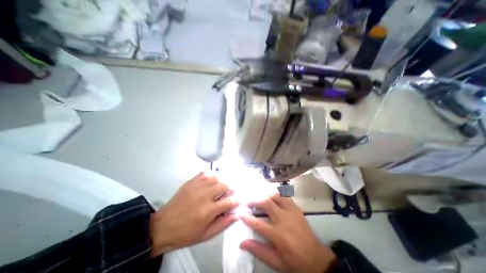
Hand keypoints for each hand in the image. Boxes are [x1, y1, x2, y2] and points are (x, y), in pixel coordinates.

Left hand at [149, 173, 238, 255]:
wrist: (163, 226)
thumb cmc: (186, 234)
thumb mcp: (206, 235)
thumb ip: (223, 224)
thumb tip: (236, 215)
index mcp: (208, 211)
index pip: (229, 201)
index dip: (237, 200)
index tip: (240, 199)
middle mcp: (204, 196)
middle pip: (224, 185)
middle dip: (231, 188)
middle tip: (231, 191)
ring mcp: (197, 187)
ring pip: (216, 178)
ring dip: (223, 181)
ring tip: (223, 185)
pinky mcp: (191, 182)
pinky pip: (205, 173)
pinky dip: (212, 175)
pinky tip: (213, 180)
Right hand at [240, 194, 338, 272]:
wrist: (317, 259)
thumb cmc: (295, 262)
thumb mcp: (276, 261)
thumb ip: (258, 250)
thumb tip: (242, 243)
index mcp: (278, 234)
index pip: (258, 224)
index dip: (247, 218)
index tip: (240, 213)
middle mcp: (284, 219)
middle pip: (266, 203)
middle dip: (254, 200)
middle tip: (248, 202)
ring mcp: (291, 211)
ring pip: (276, 196)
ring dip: (265, 195)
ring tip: (259, 198)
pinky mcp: (296, 208)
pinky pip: (285, 196)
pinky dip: (277, 194)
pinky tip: (272, 197)